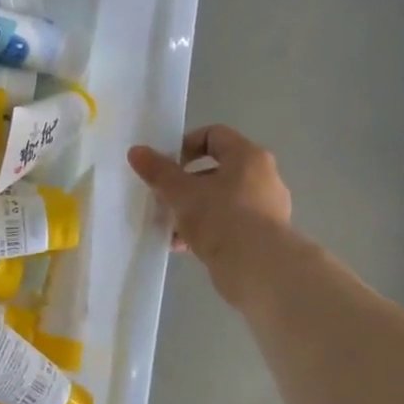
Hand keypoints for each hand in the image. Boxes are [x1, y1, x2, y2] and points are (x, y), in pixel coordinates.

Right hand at [128, 125, 294, 306]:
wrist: (259, 269)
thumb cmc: (221, 217)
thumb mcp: (181, 192)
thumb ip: (158, 171)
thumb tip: (136, 151)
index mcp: (248, 157)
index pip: (214, 135)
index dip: (186, 144)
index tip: (166, 165)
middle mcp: (263, 178)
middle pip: (215, 171)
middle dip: (184, 184)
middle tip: (163, 197)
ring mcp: (266, 210)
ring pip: (220, 201)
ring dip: (191, 211)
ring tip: (168, 226)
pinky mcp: (263, 238)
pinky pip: (228, 225)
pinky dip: (205, 231)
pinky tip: (181, 245)